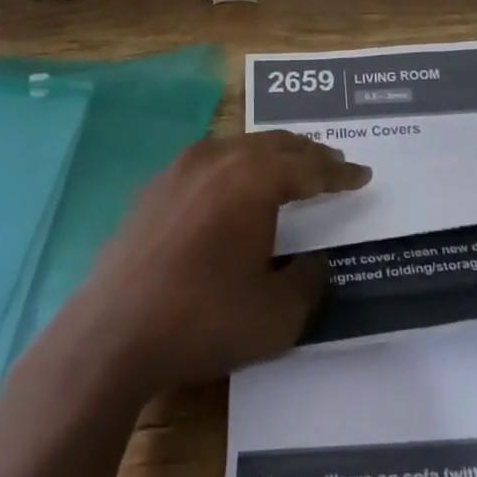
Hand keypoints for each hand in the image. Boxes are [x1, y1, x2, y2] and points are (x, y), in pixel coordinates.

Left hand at [61, 131, 370, 393]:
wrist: (113, 333)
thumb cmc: (203, 319)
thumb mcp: (277, 315)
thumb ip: (309, 281)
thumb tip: (315, 260)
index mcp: (254, 179)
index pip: (310, 167)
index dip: (340, 172)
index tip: (362, 174)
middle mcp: (219, 159)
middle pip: (275, 144)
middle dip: (309, 153)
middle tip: (333, 163)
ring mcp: (181, 168)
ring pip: (240, 146)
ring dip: (272, 154)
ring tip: (291, 168)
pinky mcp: (155, 186)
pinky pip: (210, 160)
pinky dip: (237, 165)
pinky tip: (236, 185)